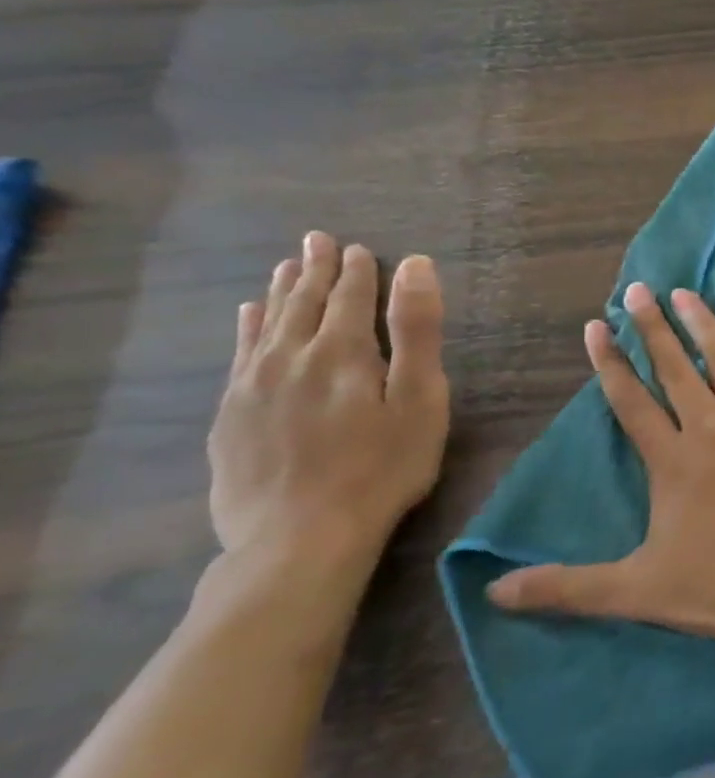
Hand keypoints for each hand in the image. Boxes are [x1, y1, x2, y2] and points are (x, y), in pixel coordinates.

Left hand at [208, 232, 449, 586]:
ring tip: (288, 266)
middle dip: (316, 269)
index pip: (352, 297)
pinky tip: (249, 315)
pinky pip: (239, 354)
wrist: (300, 536)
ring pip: (268, 323)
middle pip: (305, 303)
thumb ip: (417, 330)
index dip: (359, 271)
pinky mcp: (231, 415)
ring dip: (281, 292)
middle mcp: (291, 357)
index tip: (359, 247)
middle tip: (318, 240)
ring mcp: (253, 386)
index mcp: (344, 351)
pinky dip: (247, 327)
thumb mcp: (420, 398)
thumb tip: (415, 265)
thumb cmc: (382, 465)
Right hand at [487, 284, 714, 647]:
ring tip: (684, 292)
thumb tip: (492, 593)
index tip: (597, 326)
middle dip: (652, 328)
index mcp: (672, 461)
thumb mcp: (638, 591)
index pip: (631, 401)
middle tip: (637, 289)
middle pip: (675, 368)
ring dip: (702, 323)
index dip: (610, 363)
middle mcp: (711, 426)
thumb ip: (568, 587)